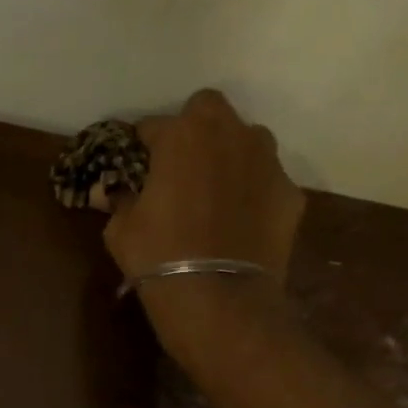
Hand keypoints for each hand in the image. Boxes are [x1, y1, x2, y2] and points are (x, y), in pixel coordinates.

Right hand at [103, 89, 303, 285]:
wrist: (218, 297)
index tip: (136, 167)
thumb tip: (118, 193)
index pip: (153, 125)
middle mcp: (230, 135)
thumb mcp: (119, 229)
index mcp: (182, 136)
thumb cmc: (158, 256)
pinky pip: (265, 181)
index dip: (142, 146)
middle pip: (209, 110)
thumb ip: (121, 200)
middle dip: (193, 130)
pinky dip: (252, 192)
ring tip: (214, 192)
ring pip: (246, 140)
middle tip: (179, 166)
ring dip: (228, 155)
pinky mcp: (290, 193)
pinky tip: (239, 222)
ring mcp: (267, 162)